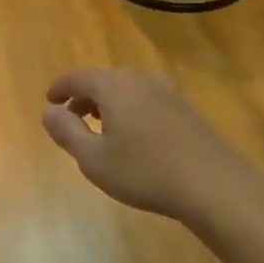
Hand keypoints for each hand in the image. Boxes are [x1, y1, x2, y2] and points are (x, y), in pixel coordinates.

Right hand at [42, 69, 261, 221]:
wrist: (214, 184)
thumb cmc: (145, 172)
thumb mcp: (93, 159)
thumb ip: (67, 132)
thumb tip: (50, 112)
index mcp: (115, 86)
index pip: (79, 78)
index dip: (61, 88)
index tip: (50, 100)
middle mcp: (141, 81)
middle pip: (105, 80)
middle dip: (85, 96)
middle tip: (73, 116)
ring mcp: (169, 93)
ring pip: (129, 90)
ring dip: (110, 103)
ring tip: (102, 126)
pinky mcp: (187, 110)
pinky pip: (148, 101)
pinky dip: (132, 110)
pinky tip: (135, 136)